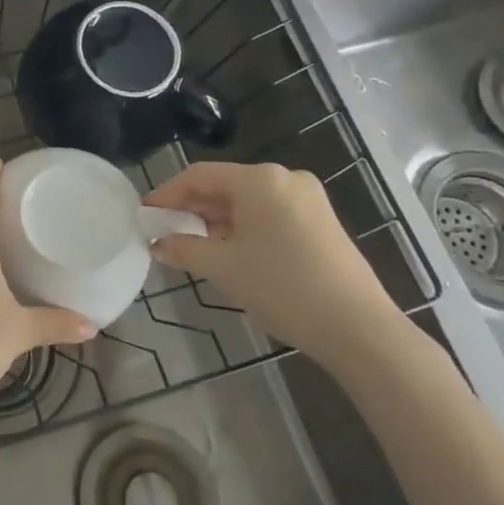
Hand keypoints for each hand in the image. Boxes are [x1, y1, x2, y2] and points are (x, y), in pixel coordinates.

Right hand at [145, 162, 403, 375]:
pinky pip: (270, 213)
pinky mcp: (322, 221)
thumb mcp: (223, 268)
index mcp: (260, 179)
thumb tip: (157, 244)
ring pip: (248, 201)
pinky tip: (231, 252)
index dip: (167, 194)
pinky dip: (244, 227)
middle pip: (225, 185)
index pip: (199, 176)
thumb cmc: (282, 287)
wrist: (358, 328)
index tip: (145, 214)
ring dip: (217, 220)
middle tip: (165, 232)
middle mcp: (285, 178)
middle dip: (192, 208)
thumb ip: (183, 248)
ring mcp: (308, 199)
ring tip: (194, 246)